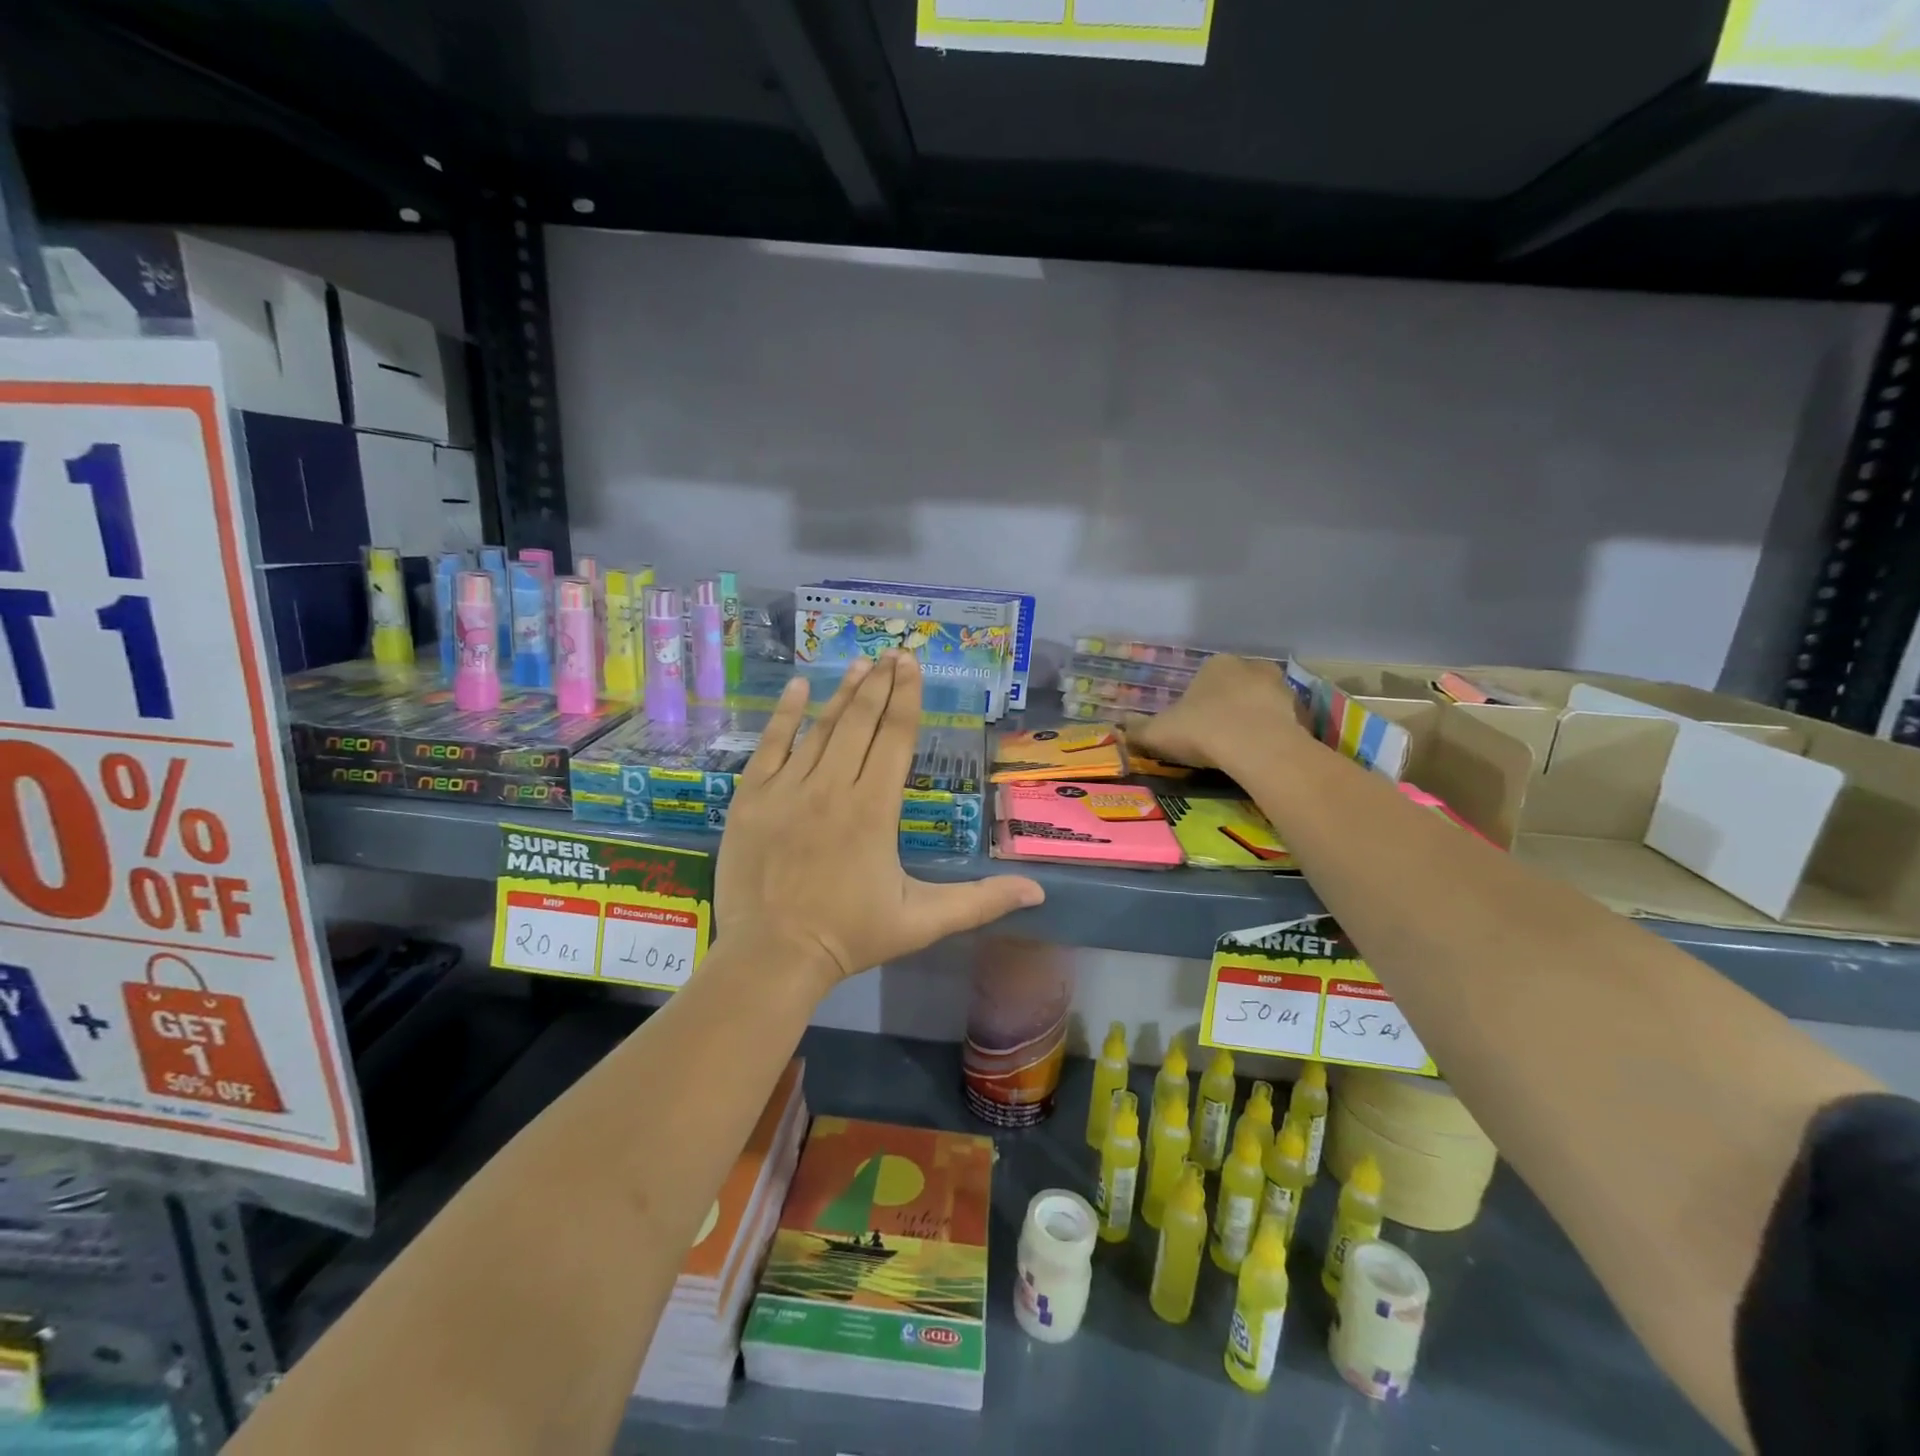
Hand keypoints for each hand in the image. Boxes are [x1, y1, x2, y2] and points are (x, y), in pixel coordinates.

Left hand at [717, 653, 1044, 995]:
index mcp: (875, 809)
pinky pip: (770, 745)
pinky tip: (798, 688)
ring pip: (820, 728)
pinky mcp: (752, 797)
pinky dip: (784, 715)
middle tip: (894, 652)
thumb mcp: (923, 922)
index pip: (896, 739)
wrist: (772, 957)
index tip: (913, 666)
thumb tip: (1039, 892)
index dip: (907, 699)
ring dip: (843, 693)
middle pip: (861, 723)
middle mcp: (833, 787)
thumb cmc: (850, 937)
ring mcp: (788, 789)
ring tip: (861, 664)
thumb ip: (980, 902)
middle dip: (881, 685)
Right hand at [1124, 655, 1305, 772]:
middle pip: (1235, 687)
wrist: (1256, 748)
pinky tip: (1257, 757)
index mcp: (1216, 664)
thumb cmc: (1202, 730)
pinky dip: (1270, 736)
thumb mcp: (1158, 733)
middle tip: (1213, 736)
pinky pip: (1279, 724)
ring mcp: (1281, 689)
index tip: (1190, 726)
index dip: (1195, 702)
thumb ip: (1137, 730)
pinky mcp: (1300, 713)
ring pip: (1260, 704)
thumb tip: (1120, 729)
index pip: (1203, 678)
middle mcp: (1251, 667)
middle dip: (1226, 707)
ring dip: (1251, 720)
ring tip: (1237, 750)